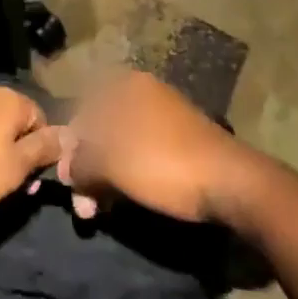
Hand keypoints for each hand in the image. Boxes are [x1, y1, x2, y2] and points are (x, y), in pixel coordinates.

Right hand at [57, 71, 257, 223]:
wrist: (230, 182)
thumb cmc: (162, 162)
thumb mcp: (111, 163)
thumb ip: (81, 163)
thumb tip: (68, 169)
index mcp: (127, 86)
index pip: (83, 110)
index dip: (70, 147)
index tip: (67, 182)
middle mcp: (144, 93)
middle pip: (102, 129)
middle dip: (88, 168)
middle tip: (83, 208)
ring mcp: (164, 116)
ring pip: (121, 145)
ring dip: (105, 177)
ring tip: (99, 213)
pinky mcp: (180, 141)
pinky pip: (142, 152)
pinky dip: (128, 175)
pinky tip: (123, 201)